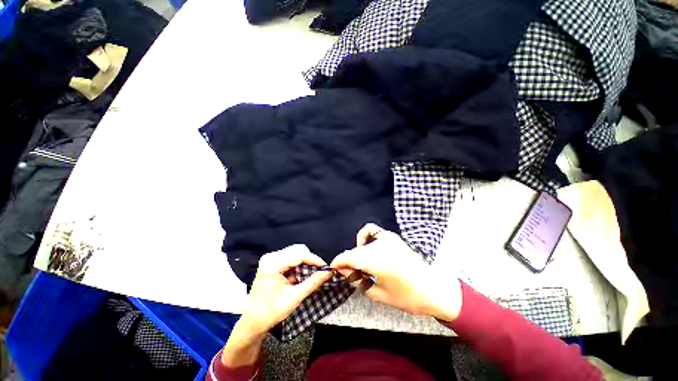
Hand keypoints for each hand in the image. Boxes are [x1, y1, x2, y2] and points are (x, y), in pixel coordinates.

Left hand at [222, 245, 331, 368]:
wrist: (252, 321)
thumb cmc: (272, 312)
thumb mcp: (295, 297)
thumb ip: (313, 282)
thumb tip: (329, 272)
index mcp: (273, 264)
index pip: (299, 254)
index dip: (315, 259)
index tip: (326, 267)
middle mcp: (271, 257)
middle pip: (297, 250)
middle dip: (311, 259)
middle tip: (320, 271)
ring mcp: (270, 258)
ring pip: (295, 252)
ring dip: (305, 261)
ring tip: (313, 272)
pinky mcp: (272, 261)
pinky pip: (290, 257)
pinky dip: (299, 263)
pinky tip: (303, 273)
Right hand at [331, 223, 462, 321]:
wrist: (433, 288)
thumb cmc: (407, 297)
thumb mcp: (378, 294)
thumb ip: (357, 280)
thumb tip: (342, 270)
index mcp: (379, 261)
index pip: (350, 256)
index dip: (338, 262)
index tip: (333, 268)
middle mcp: (382, 245)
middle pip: (355, 251)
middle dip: (349, 262)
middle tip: (352, 274)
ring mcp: (388, 238)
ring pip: (362, 243)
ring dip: (358, 253)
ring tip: (362, 265)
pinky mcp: (392, 236)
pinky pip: (372, 231)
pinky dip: (365, 236)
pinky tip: (367, 247)